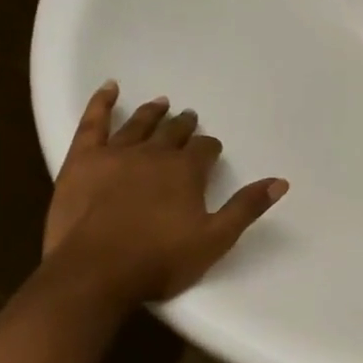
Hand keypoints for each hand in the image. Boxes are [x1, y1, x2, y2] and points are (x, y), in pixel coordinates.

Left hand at [43, 82, 287, 302]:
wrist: (94, 273)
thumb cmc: (159, 260)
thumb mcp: (215, 240)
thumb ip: (246, 208)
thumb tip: (280, 182)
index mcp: (186, 171)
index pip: (204, 149)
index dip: (210, 148)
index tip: (211, 151)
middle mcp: (154, 154)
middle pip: (173, 132)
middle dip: (184, 125)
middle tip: (189, 118)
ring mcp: (116, 154)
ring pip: (139, 124)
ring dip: (153, 113)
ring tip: (161, 103)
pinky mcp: (82, 161)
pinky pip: (93, 123)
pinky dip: (101, 103)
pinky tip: (110, 88)